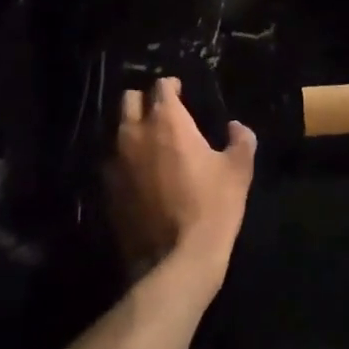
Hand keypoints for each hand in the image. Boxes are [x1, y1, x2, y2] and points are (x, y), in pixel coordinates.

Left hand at [104, 77, 255, 291]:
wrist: (176, 262)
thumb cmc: (212, 207)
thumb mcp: (239, 170)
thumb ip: (241, 139)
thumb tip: (235, 127)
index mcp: (167, 121)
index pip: (161, 86)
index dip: (172, 86)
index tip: (181, 92)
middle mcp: (134, 134)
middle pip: (129, 100)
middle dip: (144, 101)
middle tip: (162, 114)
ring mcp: (115, 163)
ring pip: (117, 131)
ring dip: (132, 130)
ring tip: (150, 144)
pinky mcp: (106, 191)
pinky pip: (112, 163)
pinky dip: (124, 161)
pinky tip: (139, 175)